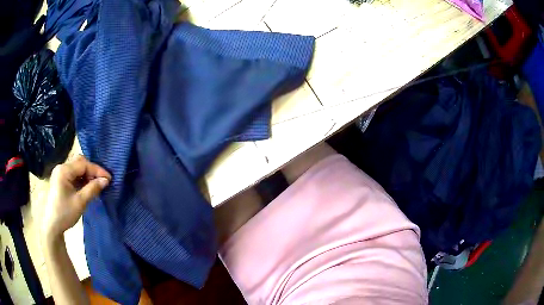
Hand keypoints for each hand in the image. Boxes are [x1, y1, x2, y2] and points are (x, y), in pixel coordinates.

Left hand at [43, 155, 110, 240]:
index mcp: (64, 170)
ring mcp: (60, 173)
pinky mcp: (60, 180)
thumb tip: (106, 180)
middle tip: (102, 181)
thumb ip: (92, 189)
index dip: (97, 170)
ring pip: (77, 168)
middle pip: (80, 162)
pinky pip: (73, 174)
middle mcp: (61, 167)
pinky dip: (81, 179)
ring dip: (87, 174)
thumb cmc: (65, 213)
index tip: (109, 178)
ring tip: (96, 185)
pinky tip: (87, 187)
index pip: (83, 164)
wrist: (52, 225)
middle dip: (92, 170)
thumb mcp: (80, 202)